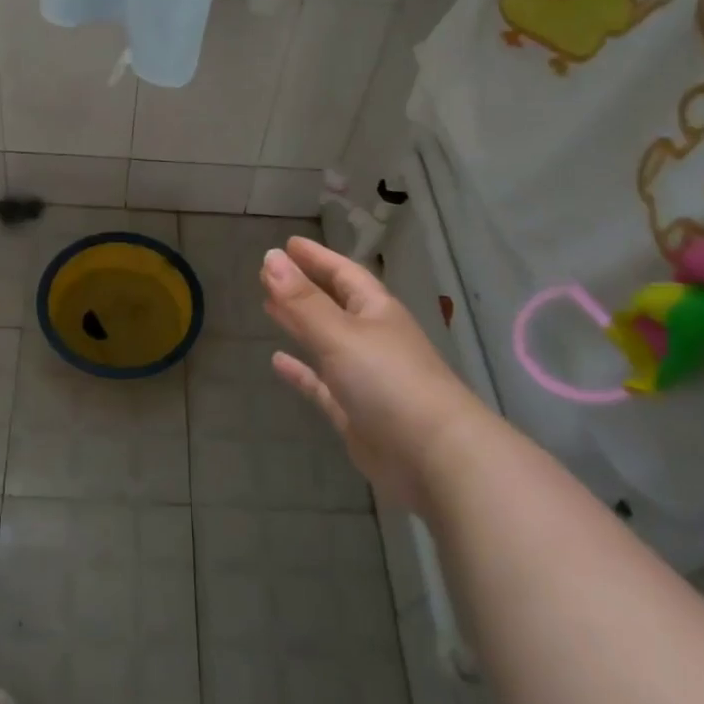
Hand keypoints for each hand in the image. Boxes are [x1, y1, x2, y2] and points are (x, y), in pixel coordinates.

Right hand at [260, 237, 485, 512]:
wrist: (436, 459)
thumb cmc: (389, 382)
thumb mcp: (340, 334)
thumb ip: (302, 300)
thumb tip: (270, 257)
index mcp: (376, 312)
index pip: (344, 273)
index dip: (316, 258)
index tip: (287, 245)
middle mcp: (372, 339)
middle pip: (334, 304)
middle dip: (304, 288)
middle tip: (268, 274)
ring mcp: (365, 378)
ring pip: (326, 342)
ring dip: (299, 324)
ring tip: (268, 307)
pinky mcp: (355, 413)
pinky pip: (322, 384)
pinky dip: (301, 371)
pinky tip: (277, 361)